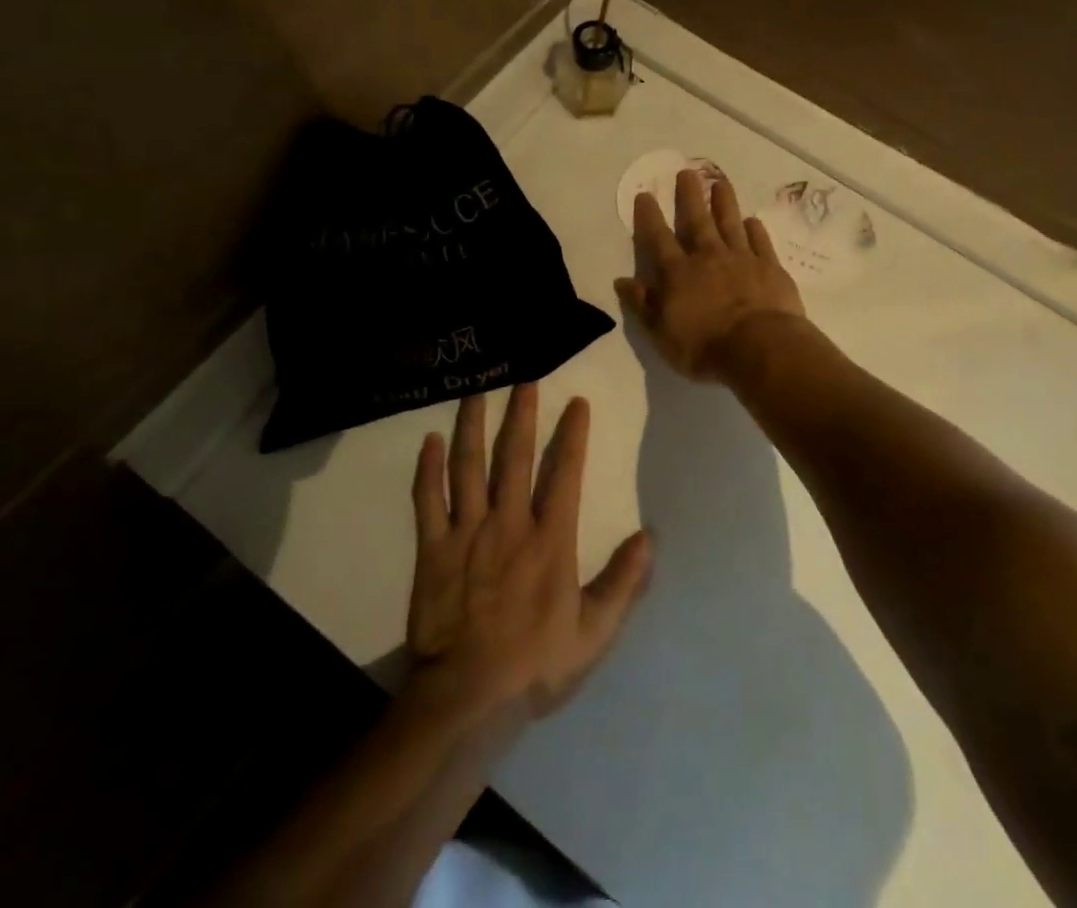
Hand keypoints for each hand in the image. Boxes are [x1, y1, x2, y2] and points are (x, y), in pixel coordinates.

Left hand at [405, 384, 651, 725]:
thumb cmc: (534, 664)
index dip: (573, 435)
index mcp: (549, 540)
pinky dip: (428, 468)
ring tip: (476, 390)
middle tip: (524, 376)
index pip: (565, 474)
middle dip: (521, 413)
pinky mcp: (432, 550)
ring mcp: (466, 534)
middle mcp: (508, 524)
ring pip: (469, 466)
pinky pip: (428, 500)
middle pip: (514, 456)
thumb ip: (623, 583)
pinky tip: (430, 440)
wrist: (468, 699)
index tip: (577, 403)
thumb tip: (649, 537)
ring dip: (473, 425)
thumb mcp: (594, 633)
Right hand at [615, 170, 805, 381]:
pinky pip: (761, 243)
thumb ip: (642, 305)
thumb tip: (622, 281)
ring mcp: (742, 259)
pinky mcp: (769, 268)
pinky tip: (753, 220)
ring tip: (720, 183)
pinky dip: (756, 230)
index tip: (645, 194)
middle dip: (689, 196)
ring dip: (724, 203)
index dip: (650, 217)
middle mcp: (708, 258)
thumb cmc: (704, 346)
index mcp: (678, 274)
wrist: (759, 348)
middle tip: (686, 172)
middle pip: (697, 221)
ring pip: (730, 224)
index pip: (658, 239)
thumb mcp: (661, 334)